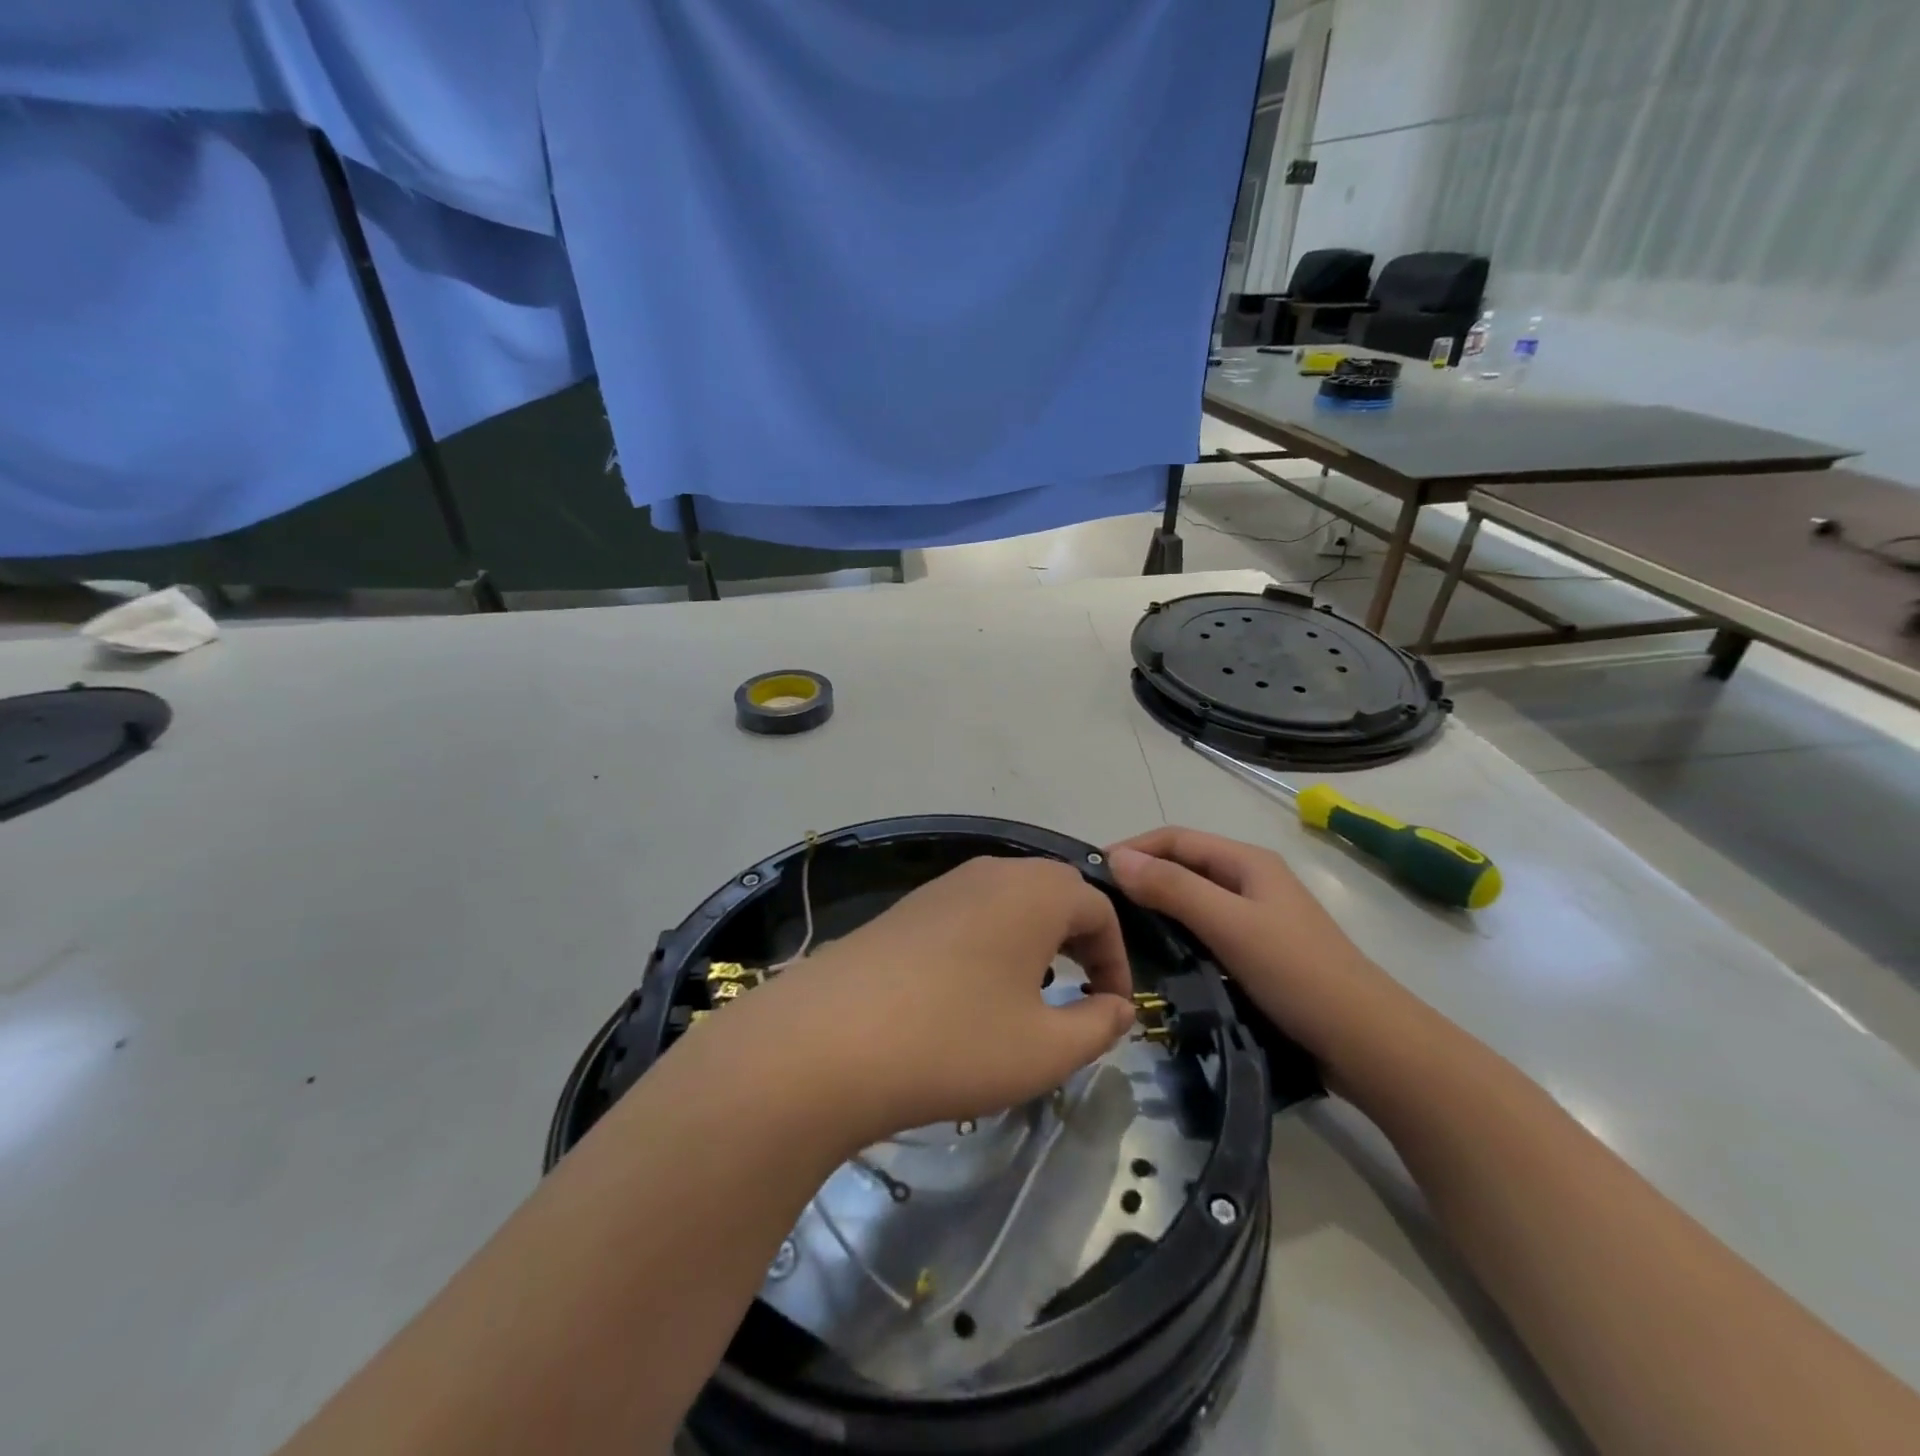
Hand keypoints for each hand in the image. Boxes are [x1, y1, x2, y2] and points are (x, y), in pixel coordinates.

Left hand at [745, 856, 1137, 1148]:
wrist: (826, 1041)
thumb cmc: (955, 1042)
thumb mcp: (1045, 1049)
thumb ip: (1098, 1025)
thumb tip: (1118, 1006)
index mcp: (1034, 892)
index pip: (1100, 910)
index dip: (1117, 960)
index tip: (1113, 1010)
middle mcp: (990, 873)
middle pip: (1054, 895)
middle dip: (1078, 944)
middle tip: (1079, 997)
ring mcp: (941, 887)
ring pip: (1009, 903)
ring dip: (1032, 943)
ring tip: (1026, 998)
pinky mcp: (905, 910)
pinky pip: (968, 915)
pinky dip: (989, 945)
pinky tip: (968, 994)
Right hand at [1107, 827, 1400, 1069]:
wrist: (1367, 1042)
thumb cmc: (1297, 973)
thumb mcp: (1229, 924)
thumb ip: (1173, 888)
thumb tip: (1116, 858)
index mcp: (1247, 861)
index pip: (1175, 839)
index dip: (1132, 849)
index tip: (1092, 876)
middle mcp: (1250, 880)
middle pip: (1183, 865)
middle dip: (1141, 877)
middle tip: (1101, 908)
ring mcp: (1257, 916)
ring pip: (1193, 899)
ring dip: (1157, 906)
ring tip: (1119, 931)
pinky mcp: (1258, 951)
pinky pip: (1205, 928)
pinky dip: (1177, 933)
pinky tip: (1158, 956)